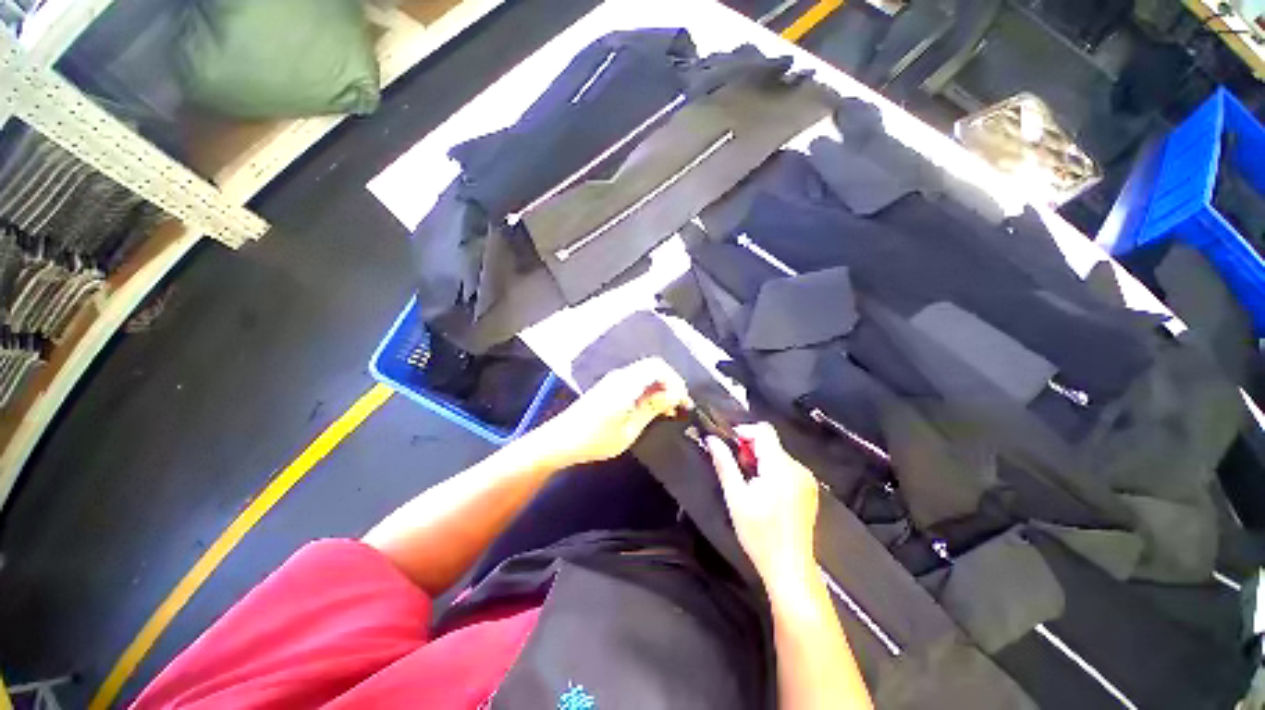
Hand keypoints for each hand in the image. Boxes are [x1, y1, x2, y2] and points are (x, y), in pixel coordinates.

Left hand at [542, 358, 691, 466]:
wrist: (561, 440)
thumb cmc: (595, 439)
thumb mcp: (629, 431)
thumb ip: (651, 409)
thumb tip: (673, 397)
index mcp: (626, 384)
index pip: (659, 369)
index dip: (676, 382)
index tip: (684, 402)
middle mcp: (621, 376)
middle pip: (653, 366)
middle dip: (671, 382)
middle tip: (679, 404)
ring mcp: (614, 379)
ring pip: (645, 372)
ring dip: (660, 385)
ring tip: (668, 407)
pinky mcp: (610, 386)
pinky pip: (636, 378)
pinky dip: (649, 388)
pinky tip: (652, 406)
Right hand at [708, 424, 819, 591]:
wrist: (790, 568)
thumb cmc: (760, 534)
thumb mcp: (736, 497)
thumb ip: (724, 464)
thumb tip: (712, 439)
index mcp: (780, 467)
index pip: (764, 430)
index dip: (744, 431)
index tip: (729, 445)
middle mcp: (798, 468)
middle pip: (771, 442)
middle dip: (750, 448)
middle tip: (736, 468)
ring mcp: (807, 480)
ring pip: (778, 454)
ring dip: (760, 460)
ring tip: (748, 483)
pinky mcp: (809, 490)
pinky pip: (787, 468)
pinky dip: (772, 470)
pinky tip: (764, 491)